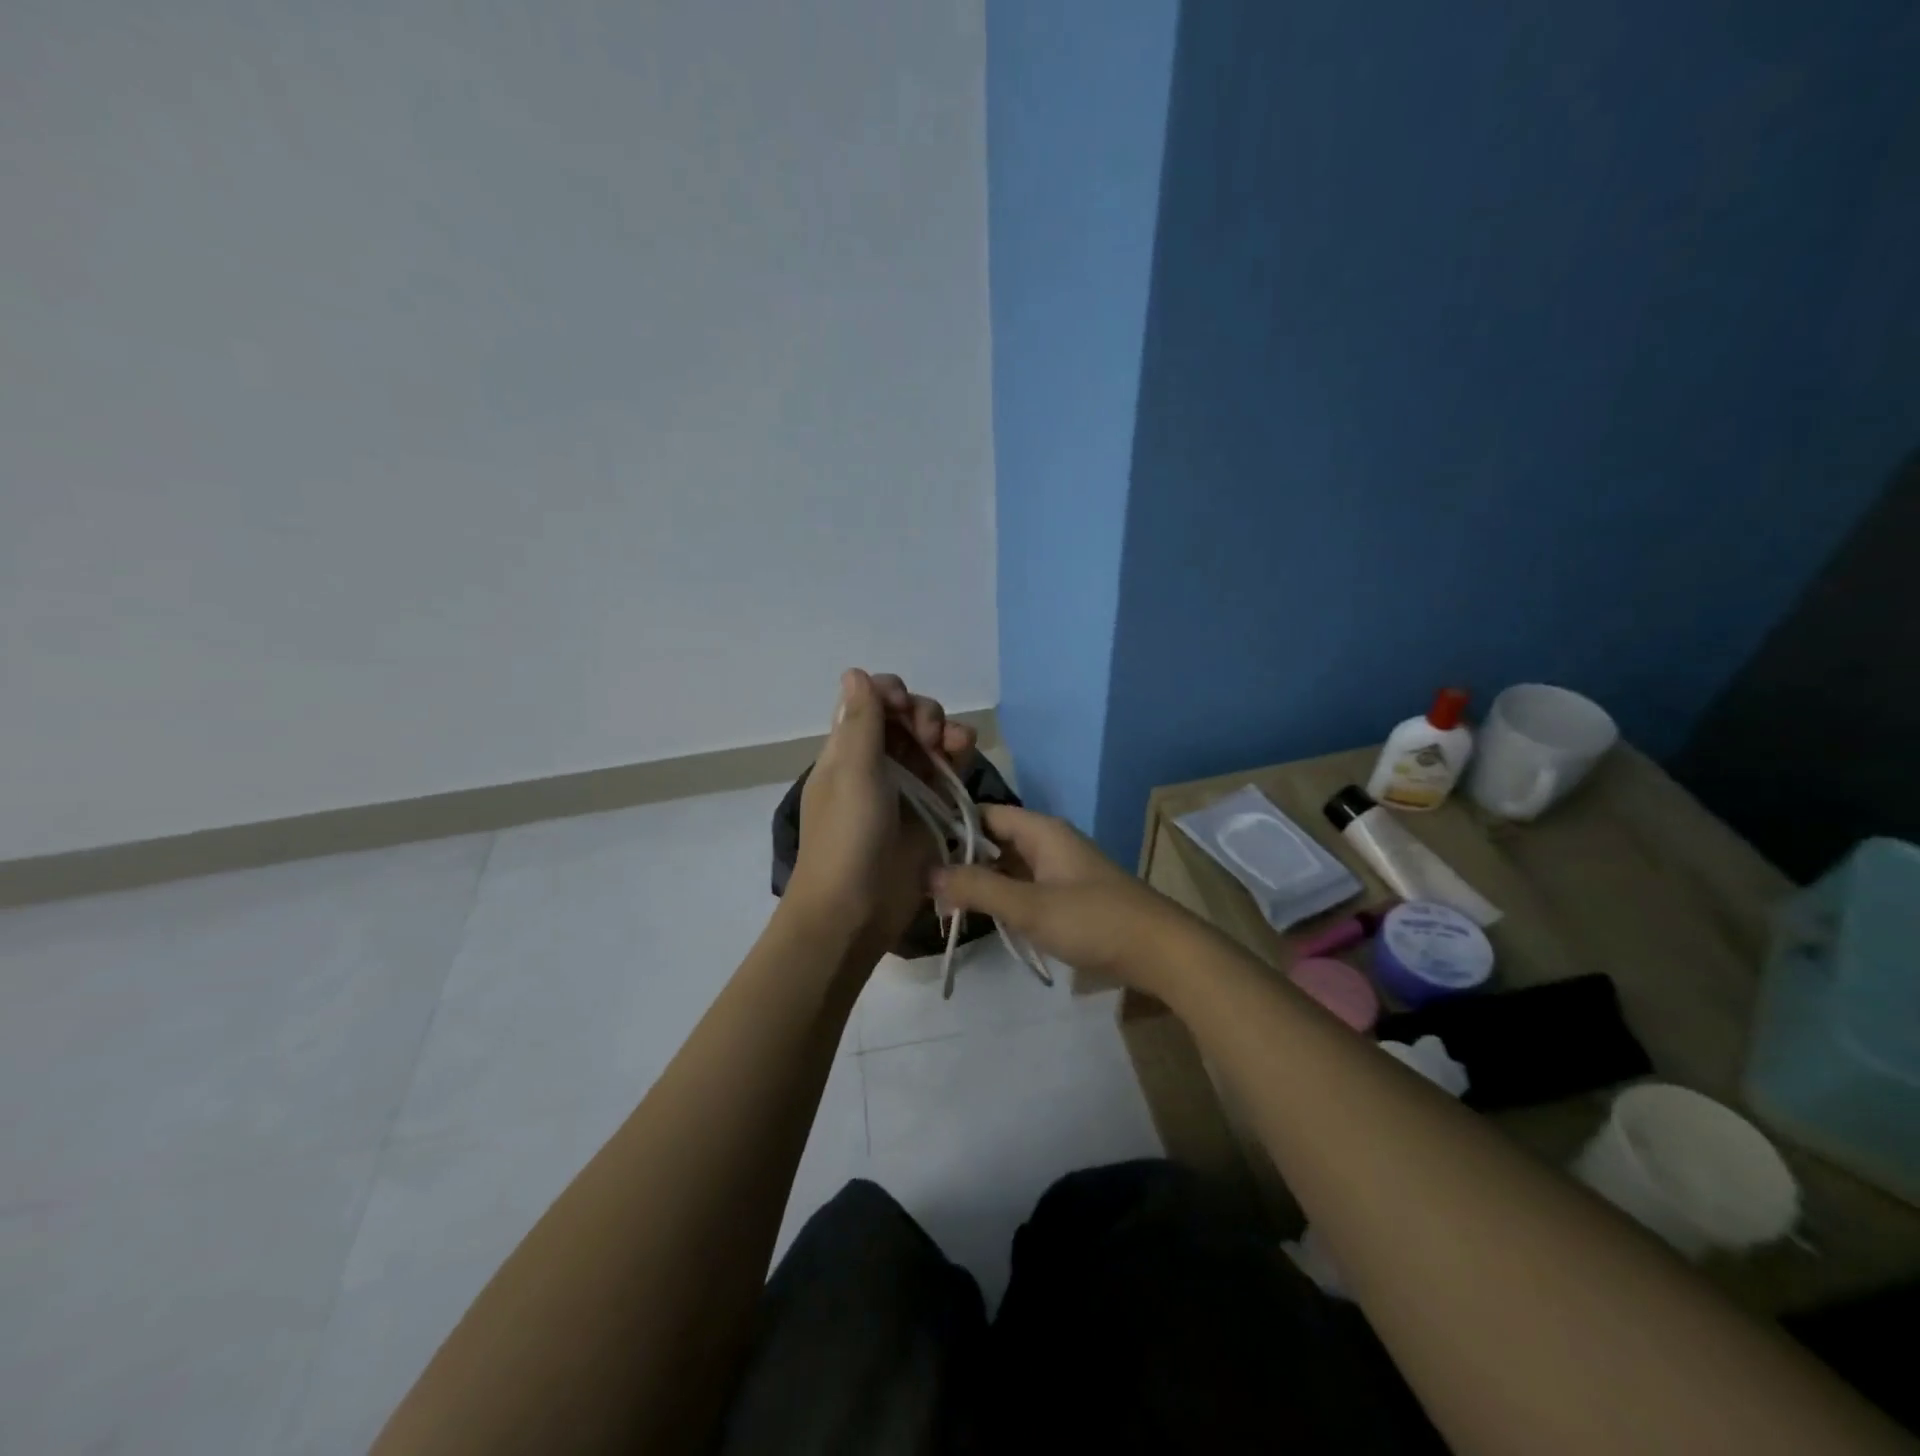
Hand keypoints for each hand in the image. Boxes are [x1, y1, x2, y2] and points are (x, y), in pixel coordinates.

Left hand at [785, 670, 977, 953]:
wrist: (855, 908)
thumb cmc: (847, 836)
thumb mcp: (852, 772)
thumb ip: (861, 721)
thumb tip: (855, 671)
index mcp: (848, 749)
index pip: (871, 702)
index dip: (891, 694)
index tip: (901, 706)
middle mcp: (876, 761)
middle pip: (905, 718)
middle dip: (923, 713)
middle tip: (929, 734)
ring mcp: (906, 786)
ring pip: (931, 742)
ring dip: (945, 731)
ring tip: (956, 743)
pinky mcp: (931, 809)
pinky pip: (948, 771)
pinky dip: (958, 756)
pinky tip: (966, 753)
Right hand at [931, 805, 1191, 990]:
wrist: (1161, 952)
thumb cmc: (1094, 920)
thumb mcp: (1030, 906)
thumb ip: (979, 889)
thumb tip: (927, 873)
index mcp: (1042, 831)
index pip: (985, 813)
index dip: (952, 825)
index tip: (917, 846)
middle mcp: (1049, 842)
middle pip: (995, 840)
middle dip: (962, 860)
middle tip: (923, 884)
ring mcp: (1060, 870)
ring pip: (1009, 866)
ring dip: (982, 882)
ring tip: (942, 904)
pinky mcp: (1068, 896)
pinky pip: (1024, 887)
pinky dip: (1002, 897)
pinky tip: (981, 917)